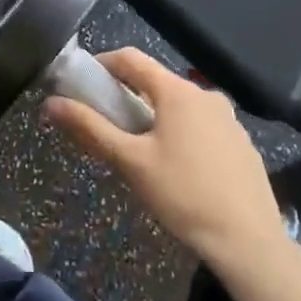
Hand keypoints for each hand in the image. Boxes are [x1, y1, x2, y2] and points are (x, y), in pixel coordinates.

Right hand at [44, 49, 300, 282]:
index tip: (80, 82)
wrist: (249, 242)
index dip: (101, 64)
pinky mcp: (241, 143)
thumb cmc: (183, 195)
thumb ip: (90, 128)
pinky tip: (175, 168)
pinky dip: (179, 133)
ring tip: (137, 151)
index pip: (131, 58)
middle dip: (126, 96)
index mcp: (177, 92)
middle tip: (105, 124)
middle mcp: (205, 94)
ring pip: (179, 105)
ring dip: (153, 116)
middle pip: (155, 82)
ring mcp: (228, 118)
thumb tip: (50, 103)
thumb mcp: (130, 162)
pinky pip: (200, 125)